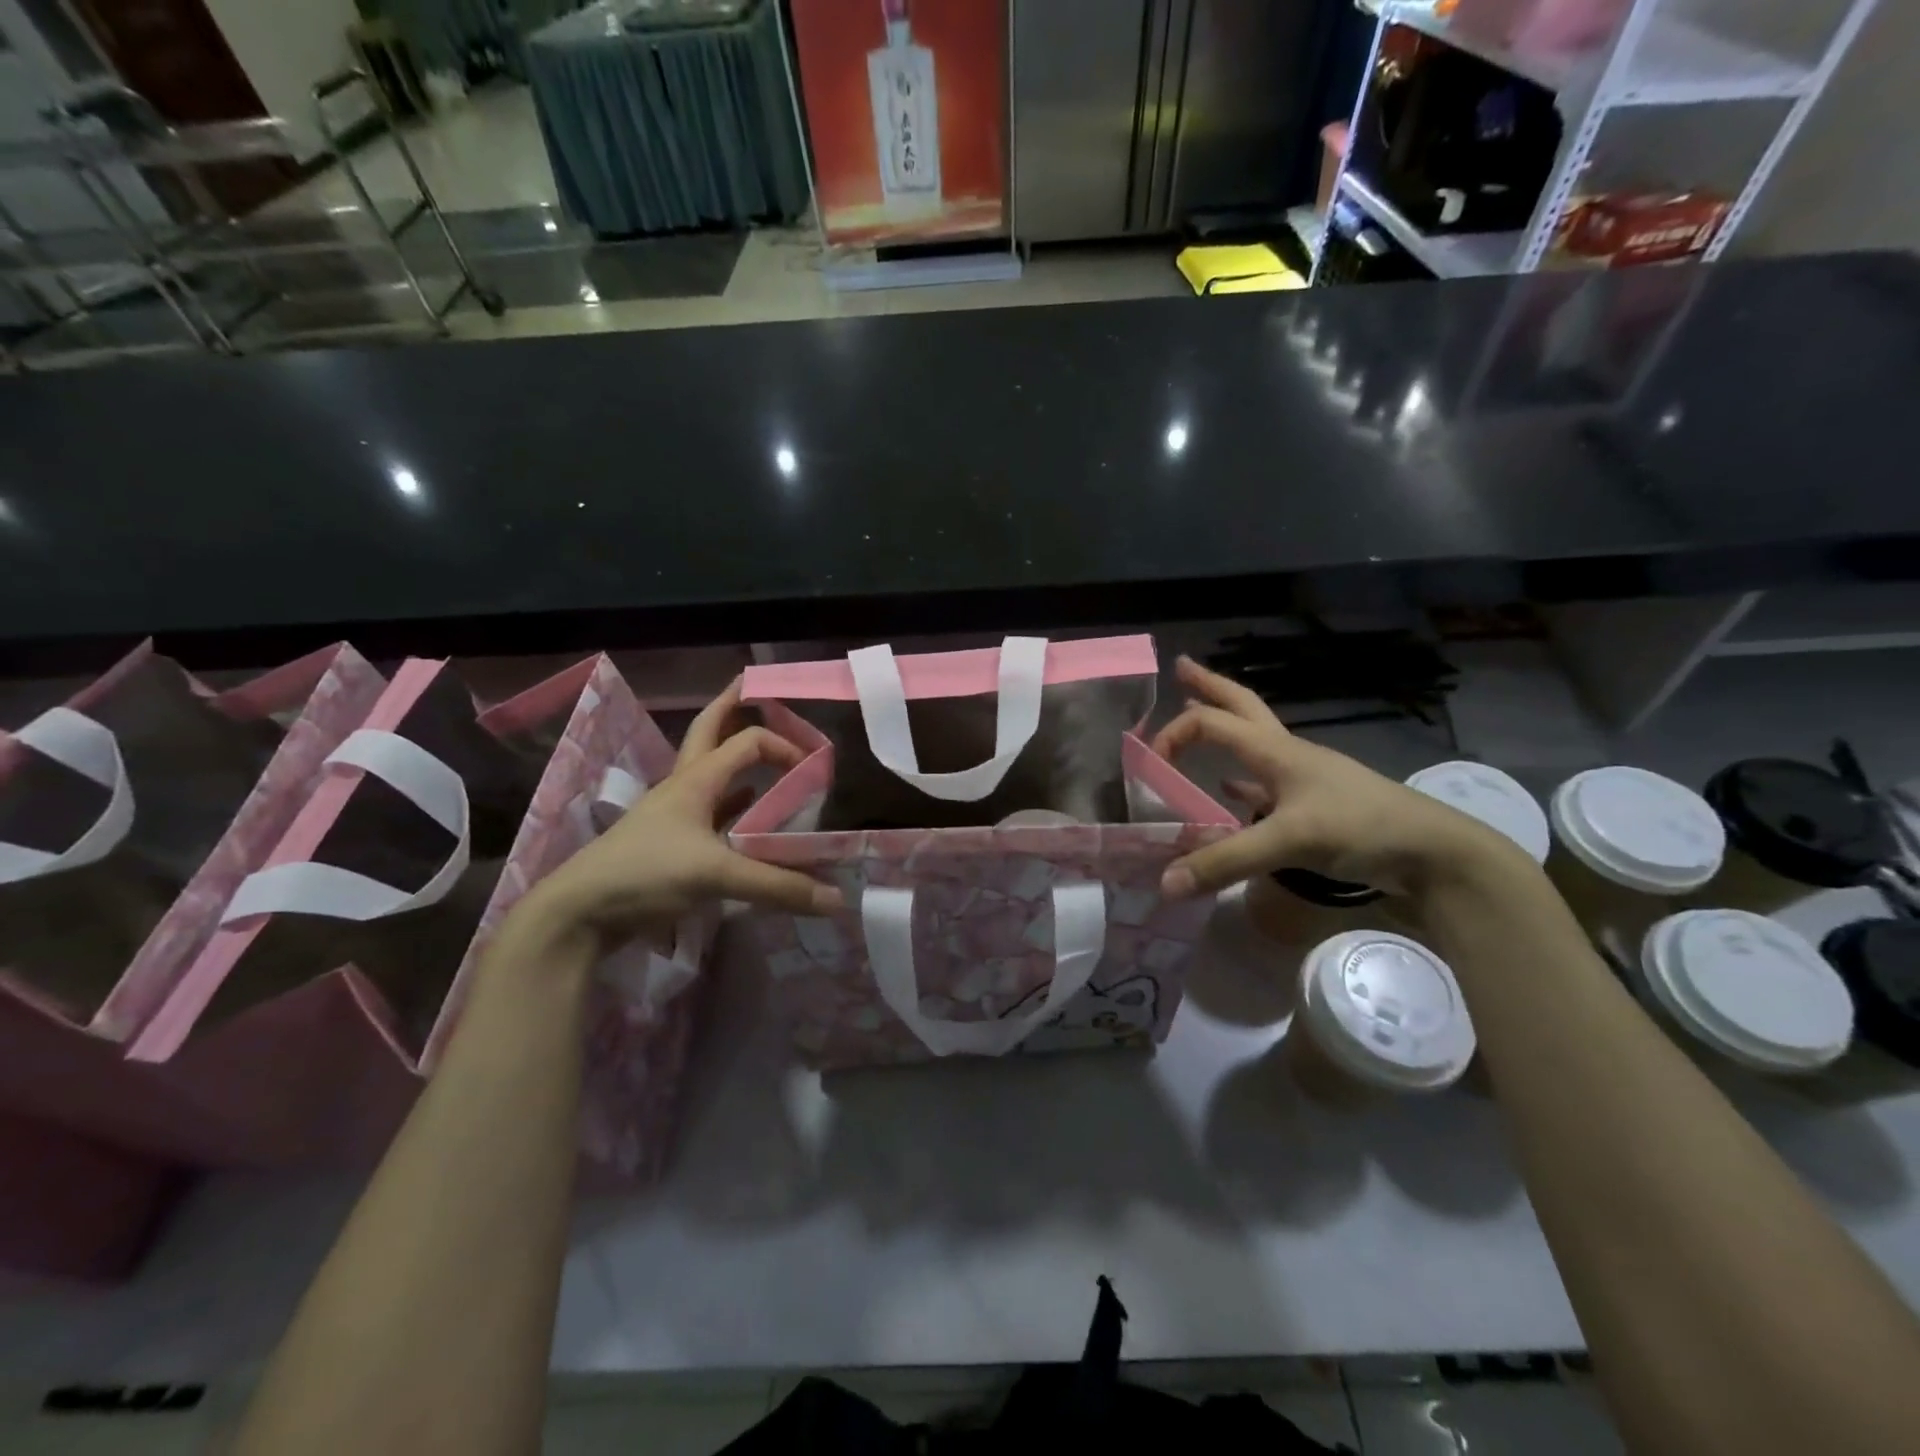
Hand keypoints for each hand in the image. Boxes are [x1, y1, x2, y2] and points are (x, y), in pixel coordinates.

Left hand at [507, 679, 842, 957]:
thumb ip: (778, 886)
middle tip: (757, 686)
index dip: (785, 747)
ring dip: (737, 759)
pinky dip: (734, 808)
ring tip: (767, 753)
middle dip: (734, 706)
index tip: (814, 772)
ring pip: (711, 773)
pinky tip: (749, 819)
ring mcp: (674, 815)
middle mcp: (685, 788)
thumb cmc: (644, 874)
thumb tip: (838, 900)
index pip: (749, 742)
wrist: (579, 913)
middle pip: (710, 731)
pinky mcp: (670, 844)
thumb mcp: (716, 876)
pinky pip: (711, 814)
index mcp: (696, 780)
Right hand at [1151, 656, 1521, 899]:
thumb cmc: (1361, 828)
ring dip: (1224, 729)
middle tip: (1181, 667)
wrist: (1434, 855)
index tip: (1147, 765)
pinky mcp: (1314, 807)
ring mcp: (1302, 780)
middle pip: (1241, 707)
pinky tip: (1229, 792)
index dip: (1173, 735)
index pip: (1211, 723)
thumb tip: (1163, 884)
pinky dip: (1239, 783)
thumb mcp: (1288, 841)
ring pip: (1253, 743)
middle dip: (1209, 686)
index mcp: (1276, 750)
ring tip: (1198, 718)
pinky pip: (1264, 785)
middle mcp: (1287, 755)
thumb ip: (1224, 861)